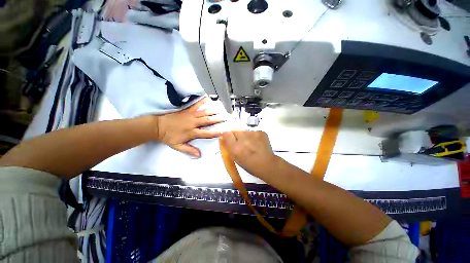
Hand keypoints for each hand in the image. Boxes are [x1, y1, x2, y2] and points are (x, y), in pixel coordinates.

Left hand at [156, 98, 223, 156]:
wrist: (158, 126)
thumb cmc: (168, 137)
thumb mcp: (177, 146)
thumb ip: (189, 150)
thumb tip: (199, 154)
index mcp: (191, 132)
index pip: (206, 133)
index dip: (214, 133)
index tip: (222, 132)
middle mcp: (193, 123)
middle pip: (207, 121)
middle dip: (217, 119)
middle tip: (225, 117)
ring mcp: (190, 115)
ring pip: (204, 113)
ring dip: (212, 111)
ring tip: (220, 109)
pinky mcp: (186, 110)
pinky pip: (195, 105)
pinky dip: (201, 102)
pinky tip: (207, 98)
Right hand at [221, 131, 277, 177]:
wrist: (267, 164)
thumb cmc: (249, 165)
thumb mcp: (235, 158)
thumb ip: (228, 147)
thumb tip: (224, 136)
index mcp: (235, 148)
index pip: (226, 133)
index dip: (227, 135)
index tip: (229, 138)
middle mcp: (243, 139)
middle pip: (235, 131)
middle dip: (236, 136)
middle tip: (241, 143)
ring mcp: (253, 134)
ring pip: (244, 131)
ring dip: (245, 136)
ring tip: (251, 144)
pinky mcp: (260, 132)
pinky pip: (253, 132)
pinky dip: (253, 136)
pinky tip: (257, 143)